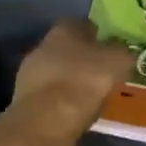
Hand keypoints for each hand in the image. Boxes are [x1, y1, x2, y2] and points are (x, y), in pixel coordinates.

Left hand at [3, 19, 134, 145]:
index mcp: (63, 29)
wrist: (47, 121)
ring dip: (71, 81)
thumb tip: (119, 48)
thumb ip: (120, 50)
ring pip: (57, 72)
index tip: (112, 49)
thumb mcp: (117, 61)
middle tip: (103, 74)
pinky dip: (62, 101)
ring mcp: (30, 73)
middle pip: (68, 49)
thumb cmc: (84, 82)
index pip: (83, 24)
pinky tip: (76, 112)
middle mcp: (43, 46)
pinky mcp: (25, 100)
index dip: (99, 36)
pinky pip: (51, 95)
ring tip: (92, 96)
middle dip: (83, 60)